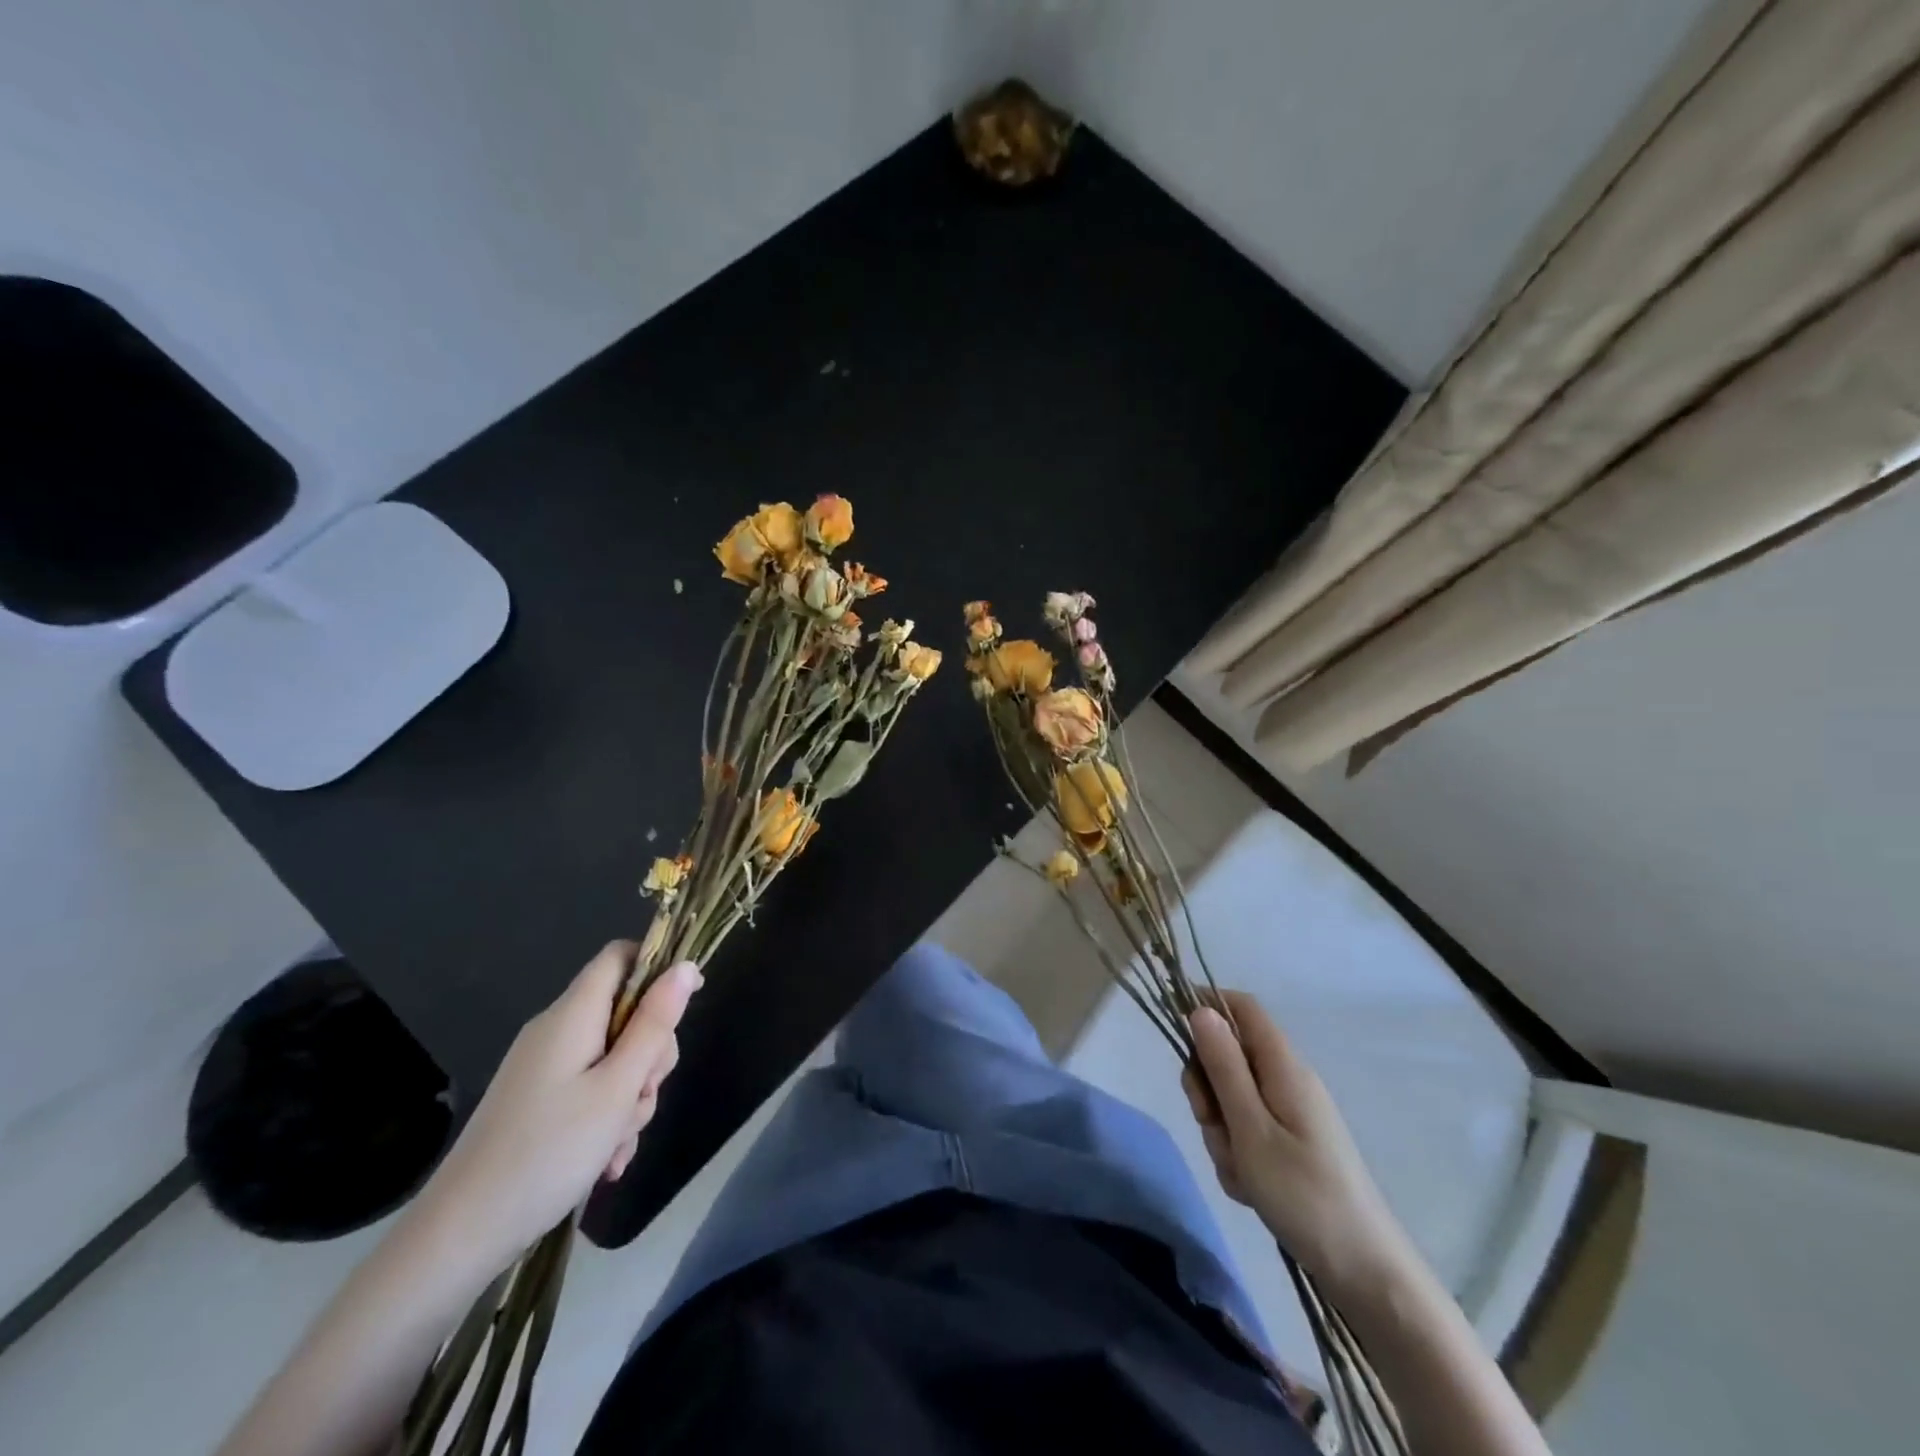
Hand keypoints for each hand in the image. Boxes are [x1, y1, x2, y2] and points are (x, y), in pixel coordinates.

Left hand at [414, 942, 701, 1270]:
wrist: (459, 1236)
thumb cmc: (548, 1151)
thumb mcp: (618, 1087)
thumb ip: (655, 1024)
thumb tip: (685, 966)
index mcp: (573, 1015)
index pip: (621, 956)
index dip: (659, 966)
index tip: (689, 1001)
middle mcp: (557, 1031)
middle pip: (626, 1013)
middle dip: (650, 1053)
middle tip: (643, 1094)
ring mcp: (545, 1069)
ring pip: (615, 1059)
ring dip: (631, 1097)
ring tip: (617, 1144)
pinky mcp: (539, 1102)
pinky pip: (591, 1090)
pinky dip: (607, 1118)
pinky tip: (605, 1162)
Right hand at [1183, 992, 1413, 1296]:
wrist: (1366, 1273)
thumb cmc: (1305, 1194)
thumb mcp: (1251, 1129)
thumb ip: (1224, 1067)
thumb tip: (1202, 1010)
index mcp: (1284, 1066)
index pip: (1242, 1007)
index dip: (1206, 1005)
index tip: (1175, 1031)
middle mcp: (1287, 1080)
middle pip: (1228, 1056)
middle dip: (1208, 1089)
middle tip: (1211, 1124)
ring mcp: (1291, 1113)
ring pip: (1231, 1099)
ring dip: (1221, 1130)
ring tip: (1240, 1170)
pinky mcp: (1291, 1144)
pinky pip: (1247, 1131)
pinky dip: (1238, 1154)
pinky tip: (1250, 1188)